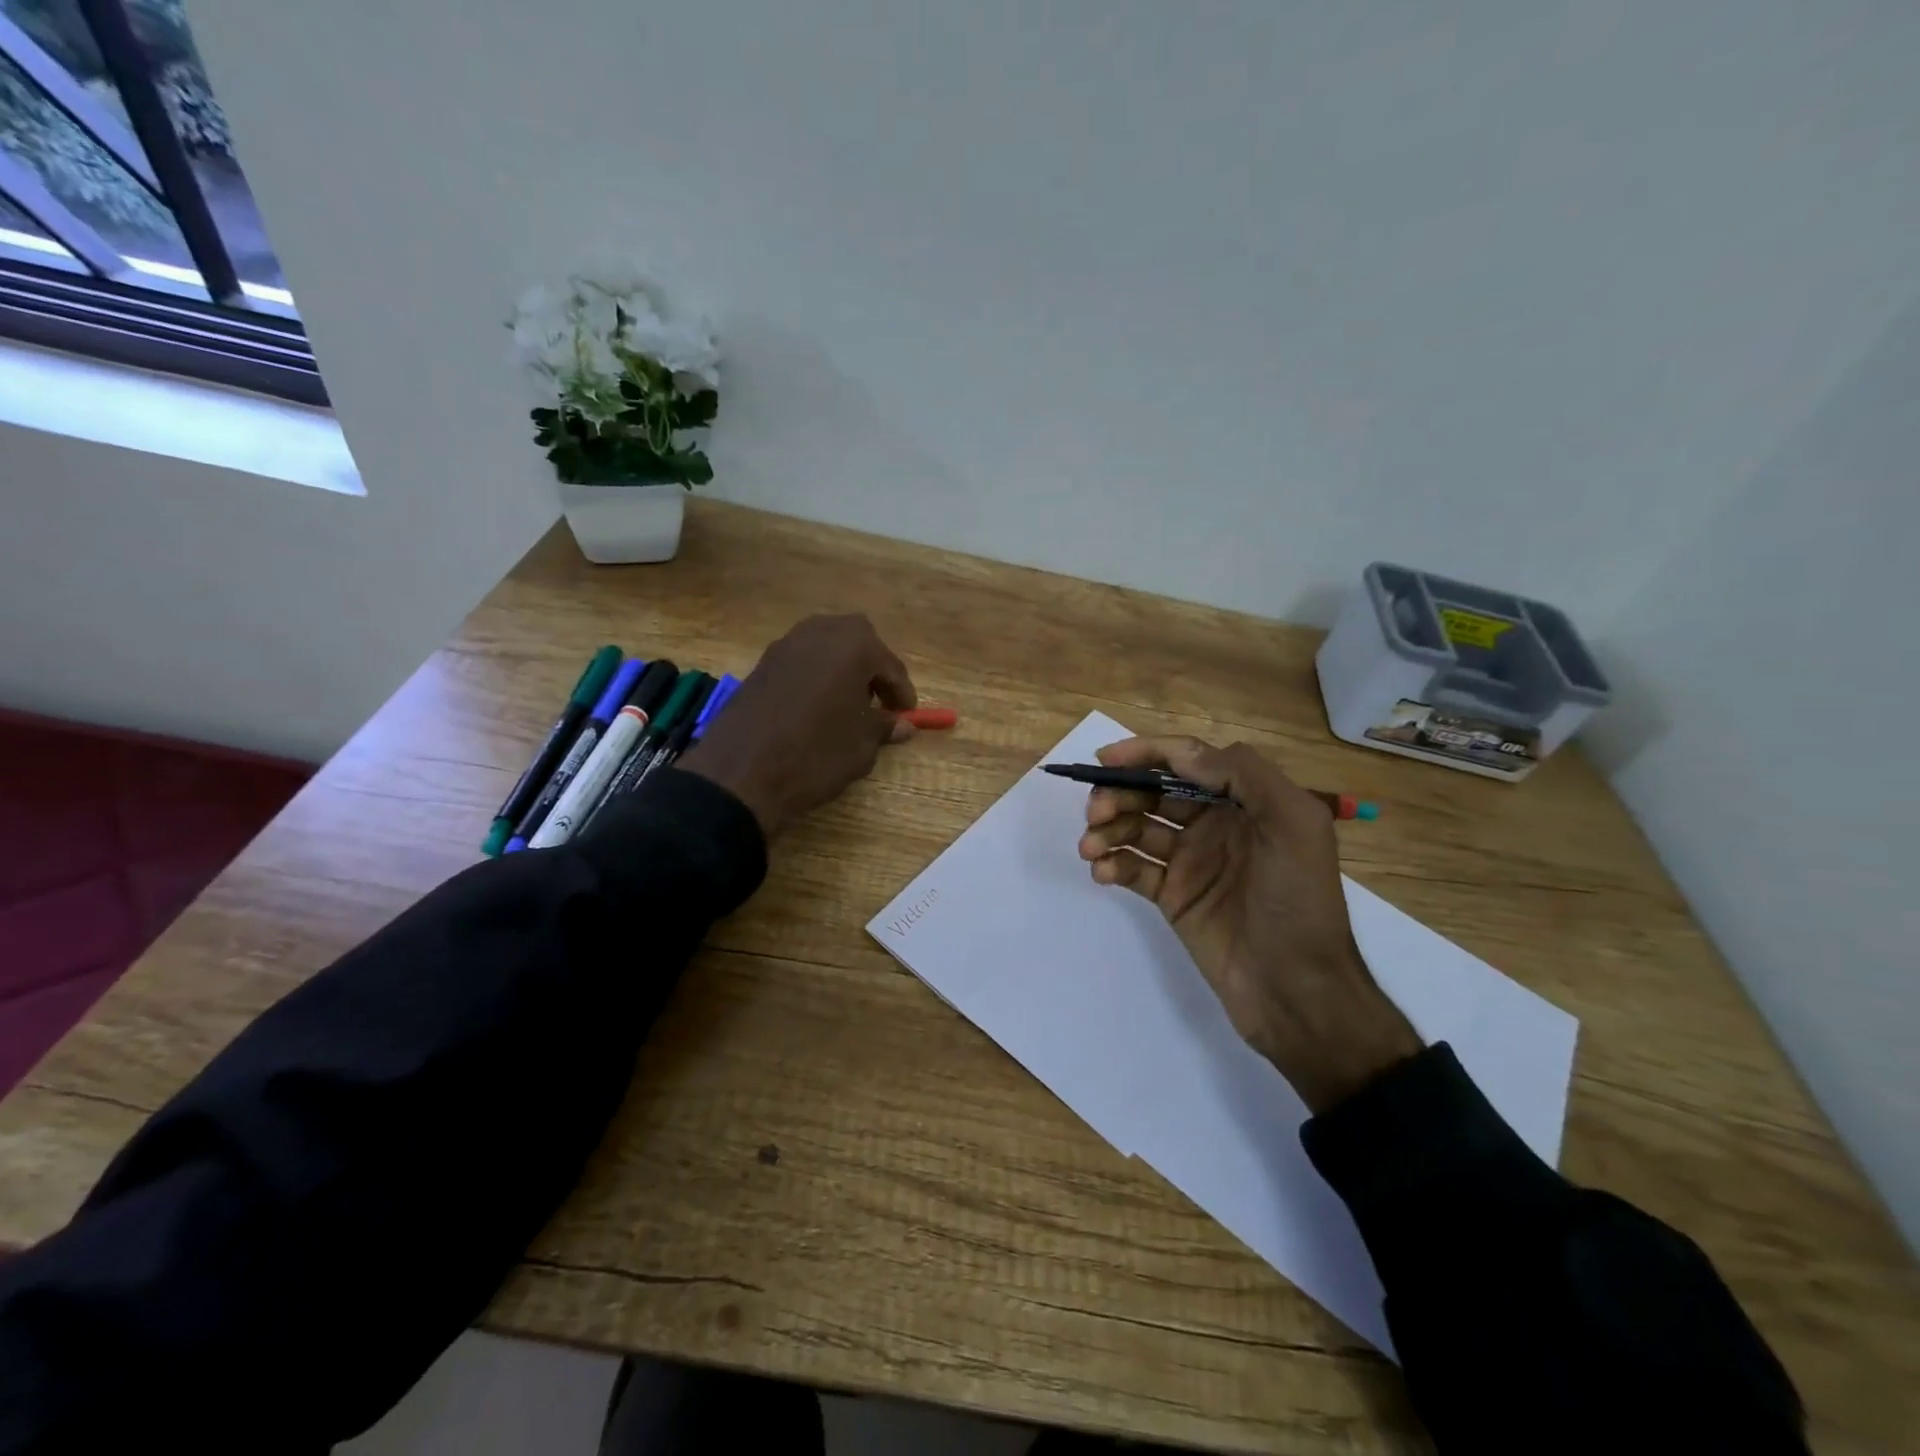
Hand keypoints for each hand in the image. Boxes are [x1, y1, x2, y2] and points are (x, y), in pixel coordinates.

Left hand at [678, 614, 916, 838]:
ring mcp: (786, 644)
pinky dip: (816, 679)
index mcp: (854, 644)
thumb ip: (884, 727)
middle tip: (879, 705)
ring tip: (847, 708)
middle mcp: (820, 632)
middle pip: (858, 644)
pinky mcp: (761, 663)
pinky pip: (802, 663)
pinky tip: (816, 710)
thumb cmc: (815, 754)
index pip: (890, 665)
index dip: (902, 692)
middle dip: (872, 671)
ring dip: (842, 672)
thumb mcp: (861, 746)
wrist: (741, 772)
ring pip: (827, 650)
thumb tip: (903, 725)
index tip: (908, 715)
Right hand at [1077, 736, 1421, 1113]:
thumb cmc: (1299, 901)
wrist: (1296, 989)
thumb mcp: (1296, 825)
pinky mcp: (1173, 896)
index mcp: (1245, 800)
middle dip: (1120, 794)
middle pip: (1154, 792)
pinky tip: (1102, 871)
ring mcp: (1191, 860)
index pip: (1188, 760)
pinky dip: (1113, 864)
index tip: (1107, 759)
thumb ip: (1245, 775)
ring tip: (1090, 847)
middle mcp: (1215, 823)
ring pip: (1137, 828)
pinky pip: (1134, 868)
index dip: (1147, 753)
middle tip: (1095, 812)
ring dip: (1109, 829)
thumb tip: (1182, 756)